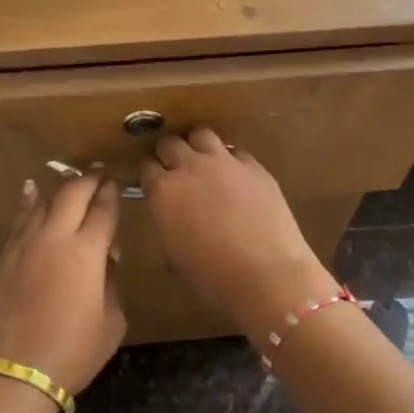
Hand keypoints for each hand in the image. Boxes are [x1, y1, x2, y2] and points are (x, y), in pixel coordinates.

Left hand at [0, 174, 124, 395]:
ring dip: (60, 186)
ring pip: (43, 200)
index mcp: (87, 252)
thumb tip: (105, 259)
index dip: (111, 193)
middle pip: (72, 193)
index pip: (103, 209)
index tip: (116, 182)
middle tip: (98, 172)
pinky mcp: (4, 257)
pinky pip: (18, 219)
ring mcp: (24, 244)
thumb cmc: (73, 352)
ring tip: (71, 177)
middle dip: (88, 178)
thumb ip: (111, 283)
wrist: (15, 373)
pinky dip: (27, 201)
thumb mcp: (111, 322)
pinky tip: (30, 190)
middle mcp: (55, 237)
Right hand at [139, 130, 331, 335]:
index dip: (150, 175)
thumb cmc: (212, 277)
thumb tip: (172, 216)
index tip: (153, 184)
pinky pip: (235, 152)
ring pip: (202, 135)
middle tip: (175, 170)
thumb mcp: (174, 256)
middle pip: (170, 143)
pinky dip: (230, 160)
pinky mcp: (254, 166)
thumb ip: (168, 225)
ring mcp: (225, 162)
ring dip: (197, 146)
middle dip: (169, 154)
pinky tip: (235, 177)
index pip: (146, 167)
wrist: (267, 275)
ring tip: (203, 163)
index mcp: (163, 191)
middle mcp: (190, 167)